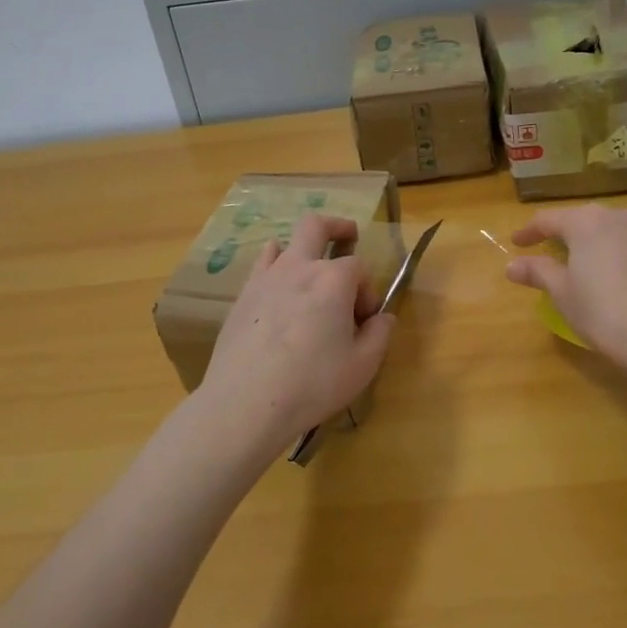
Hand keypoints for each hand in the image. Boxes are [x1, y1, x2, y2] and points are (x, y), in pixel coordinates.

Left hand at [195, 213, 397, 460]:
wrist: (247, 401)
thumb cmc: (313, 383)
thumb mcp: (362, 366)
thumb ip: (379, 335)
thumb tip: (383, 318)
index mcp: (333, 280)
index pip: (359, 268)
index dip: (367, 290)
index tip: (366, 319)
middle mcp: (299, 267)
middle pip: (317, 226)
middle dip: (337, 227)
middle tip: (348, 234)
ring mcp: (266, 278)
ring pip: (285, 243)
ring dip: (303, 249)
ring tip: (310, 269)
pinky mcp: (243, 296)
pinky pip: (261, 266)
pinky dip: (274, 266)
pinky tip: (278, 286)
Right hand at [505, 204, 626, 377]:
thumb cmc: (606, 312)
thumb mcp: (564, 296)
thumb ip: (539, 273)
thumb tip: (513, 265)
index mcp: (589, 223)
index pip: (550, 219)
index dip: (531, 232)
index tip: (518, 244)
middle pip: (595, 223)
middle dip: (580, 240)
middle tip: (570, 261)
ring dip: (621, 249)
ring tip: (617, 276)